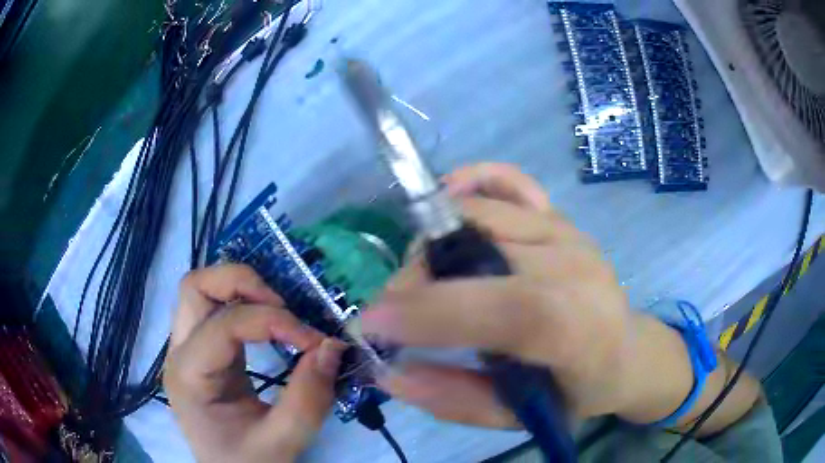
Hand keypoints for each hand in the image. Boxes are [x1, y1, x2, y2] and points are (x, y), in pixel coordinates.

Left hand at [164, 264, 345, 462]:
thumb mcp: (284, 441)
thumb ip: (309, 398)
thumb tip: (331, 346)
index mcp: (190, 377)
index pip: (225, 325)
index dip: (273, 322)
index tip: (314, 341)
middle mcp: (179, 353)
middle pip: (196, 287)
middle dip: (243, 284)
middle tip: (284, 307)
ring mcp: (186, 349)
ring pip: (201, 290)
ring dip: (240, 288)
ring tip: (278, 311)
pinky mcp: (202, 351)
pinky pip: (213, 308)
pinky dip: (241, 303)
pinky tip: (266, 322)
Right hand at [362, 163, 636, 426]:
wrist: (627, 351)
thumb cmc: (579, 392)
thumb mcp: (522, 418)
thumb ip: (457, 400)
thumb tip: (390, 374)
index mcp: (580, 329)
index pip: (509, 307)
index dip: (433, 311)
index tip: (371, 324)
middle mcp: (576, 266)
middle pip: (481, 247)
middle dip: (415, 279)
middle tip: (395, 314)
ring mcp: (567, 231)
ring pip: (479, 212)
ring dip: (430, 244)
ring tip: (422, 281)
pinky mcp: (559, 216)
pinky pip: (509, 180)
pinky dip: (471, 180)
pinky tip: (447, 199)